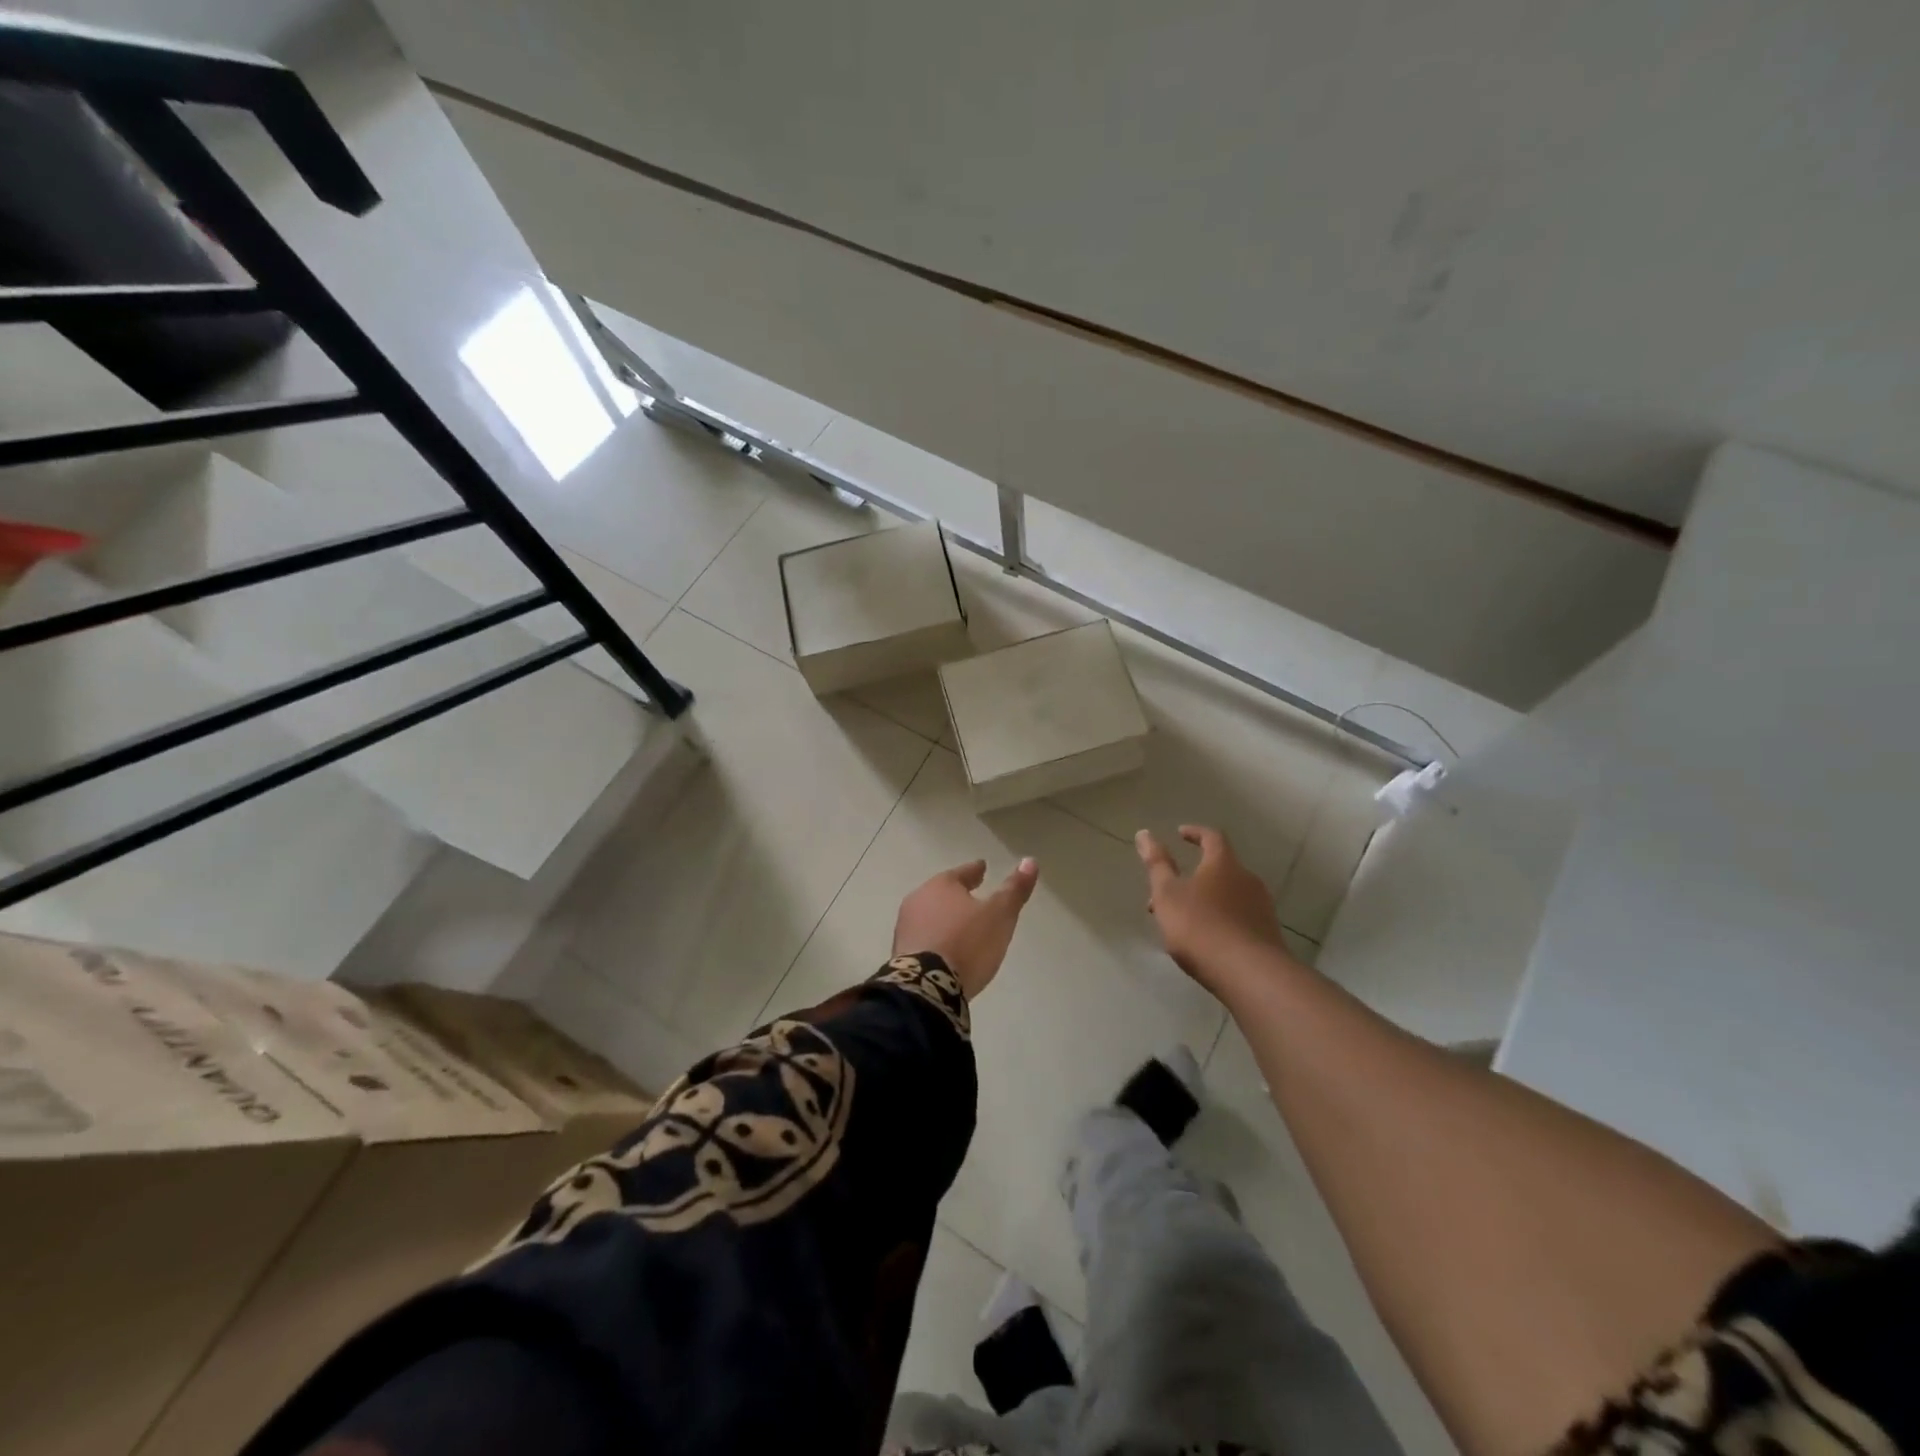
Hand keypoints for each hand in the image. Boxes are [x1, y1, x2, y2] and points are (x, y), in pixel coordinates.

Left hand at [894, 858, 1040, 999]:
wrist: (926, 987)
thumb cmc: (966, 943)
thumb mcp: (999, 915)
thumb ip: (1014, 890)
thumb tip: (1030, 861)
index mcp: (941, 885)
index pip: (962, 873)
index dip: (975, 871)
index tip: (982, 867)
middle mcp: (918, 900)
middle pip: (942, 892)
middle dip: (957, 894)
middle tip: (972, 895)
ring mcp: (906, 927)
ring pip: (930, 915)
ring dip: (945, 917)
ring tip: (960, 925)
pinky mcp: (901, 953)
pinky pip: (924, 938)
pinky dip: (936, 938)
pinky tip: (945, 949)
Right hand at [1136, 826, 1288, 987]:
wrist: (1249, 974)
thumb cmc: (1200, 926)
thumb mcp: (1168, 894)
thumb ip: (1157, 864)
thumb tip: (1144, 833)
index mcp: (1223, 864)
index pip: (1212, 837)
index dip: (1195, 833)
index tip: (1180, 833)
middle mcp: (1247, 879)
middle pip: (1219, 868)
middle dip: (1192, 875)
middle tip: (1167, 891)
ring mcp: (1261, 907)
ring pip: (1227, 894)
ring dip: (1203, 899)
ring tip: (1180, 920)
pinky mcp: (1267, 933)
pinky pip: (1238, 916)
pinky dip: (1219, 918)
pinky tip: (1205, 939)